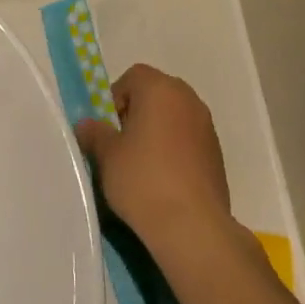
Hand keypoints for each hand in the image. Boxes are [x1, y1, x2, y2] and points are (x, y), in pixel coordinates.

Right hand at [73, 64, 233, 258]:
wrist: (193, 227)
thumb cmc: (143, 180)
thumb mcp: (107, 155)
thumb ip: (95, 133)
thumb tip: (87, 125)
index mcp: (161, 89)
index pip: (134, 77)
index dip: (115, 97)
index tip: (108, 127)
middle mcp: (188, 99)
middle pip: (156, 94)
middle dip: (136, 114)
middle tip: (121, 145)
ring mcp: (207, 126)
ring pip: (173, 118)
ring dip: (157, 132)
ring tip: (142, 166)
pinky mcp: (217, 154)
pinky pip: (188, 140)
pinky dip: (175, 150)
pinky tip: (164, 180)